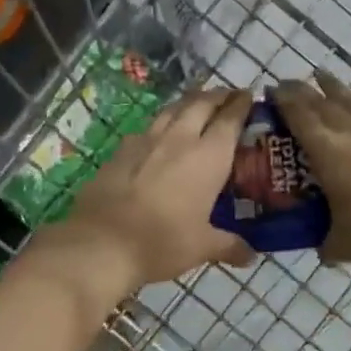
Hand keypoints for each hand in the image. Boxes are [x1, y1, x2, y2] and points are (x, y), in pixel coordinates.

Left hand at [64, 88, 256, 288]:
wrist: (101, 243)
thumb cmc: (162, 242)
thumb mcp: (202, 247)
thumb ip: (229, 245)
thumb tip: (250, 256)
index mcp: (209, 156)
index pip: (230, 118)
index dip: (241, 104)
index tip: (249, 96)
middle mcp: (180, 139)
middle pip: (201, 103)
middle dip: (217, 95)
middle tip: (228, 96)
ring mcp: (147, 140)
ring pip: (173, 109)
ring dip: (189, 102)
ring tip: (197, 104)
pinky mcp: (121, 150)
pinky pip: (148, 127)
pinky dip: (162, 123)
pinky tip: (160, 134)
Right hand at [270, 72, 350, 267]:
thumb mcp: (337, 241)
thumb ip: (325, 240)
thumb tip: (323, 247)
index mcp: (328, 155)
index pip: (300, 118)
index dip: (284, 101)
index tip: (271, 89)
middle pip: (324, 105)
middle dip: (303, 91)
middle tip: (288, 83)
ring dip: (336, 88)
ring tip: (322, 75)